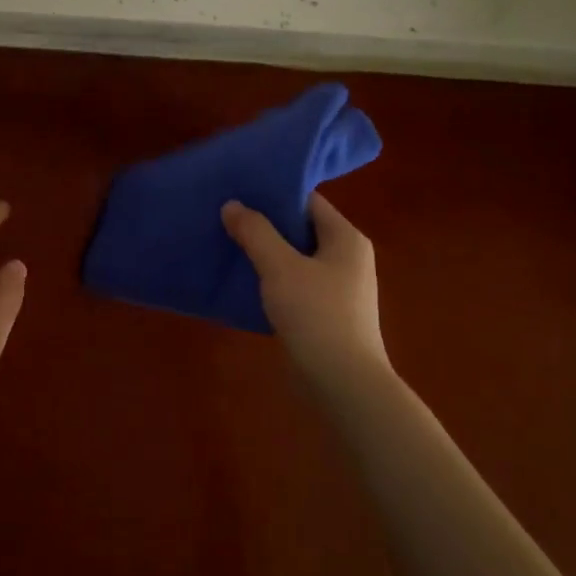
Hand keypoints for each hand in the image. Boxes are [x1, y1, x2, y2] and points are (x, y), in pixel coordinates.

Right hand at [222, 192, 388, 383]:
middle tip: (227, 216)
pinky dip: (273, 279)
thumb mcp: (280, 267)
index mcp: (345, 238)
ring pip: (296, 258)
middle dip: (265, 224)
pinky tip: (245, 281)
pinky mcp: (327, 313)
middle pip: (301, 228)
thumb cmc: (316, 315)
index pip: (308, 201)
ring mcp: (339, 287)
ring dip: (266, 253)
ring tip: (229, 244)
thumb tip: (232, 204)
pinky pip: (296, 283)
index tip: (239, 191)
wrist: (343, 384)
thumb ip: (255, 232)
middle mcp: (347, 257)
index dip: (274, 194)